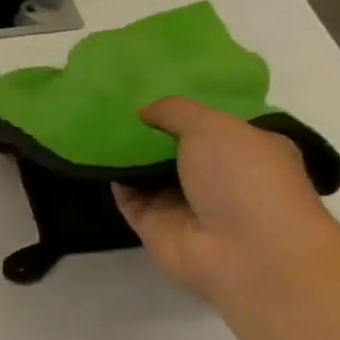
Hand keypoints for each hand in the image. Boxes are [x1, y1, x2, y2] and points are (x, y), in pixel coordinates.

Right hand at [113, 97, 339, 301]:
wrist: (244, 250)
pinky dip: (112, 180)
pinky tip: (92, 157)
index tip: (148, 88)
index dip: (182, 107)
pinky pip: (128, 197)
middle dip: (148, 129)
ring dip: (125, 154)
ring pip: (147, 172)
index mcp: (246, 149)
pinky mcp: (155, 225)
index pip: (211, 123)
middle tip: (111, 104)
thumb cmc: (244, 178)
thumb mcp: (214, 127)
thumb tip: (143, 111)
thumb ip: (176, 112)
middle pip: (175, 147)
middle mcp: (217, 176)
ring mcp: (185, 202)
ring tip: (93, 125)